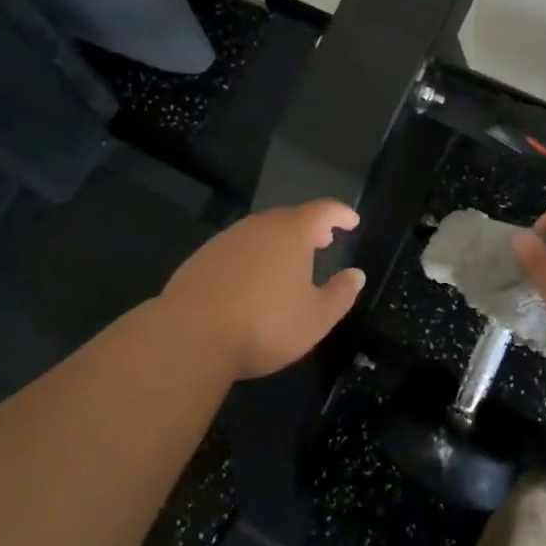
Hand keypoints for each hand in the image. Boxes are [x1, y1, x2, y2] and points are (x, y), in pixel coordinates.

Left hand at [162, 201, 363, 380]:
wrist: (189, 335)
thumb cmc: (264, 324)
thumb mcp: (315, 318)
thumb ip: (340, 294)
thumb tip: (356, 275)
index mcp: (291, 232)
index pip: (323, 210)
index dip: (341, 214)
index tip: (352, 221)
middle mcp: (259, 226)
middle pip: (290, 218)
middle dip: (310, 228)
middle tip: (323, 241)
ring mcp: (227, 239)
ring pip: (261, 233)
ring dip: (279, 242)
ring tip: (289, 262)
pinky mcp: (202, 258)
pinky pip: (237, 249)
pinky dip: (253, 257)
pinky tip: (251, 281)